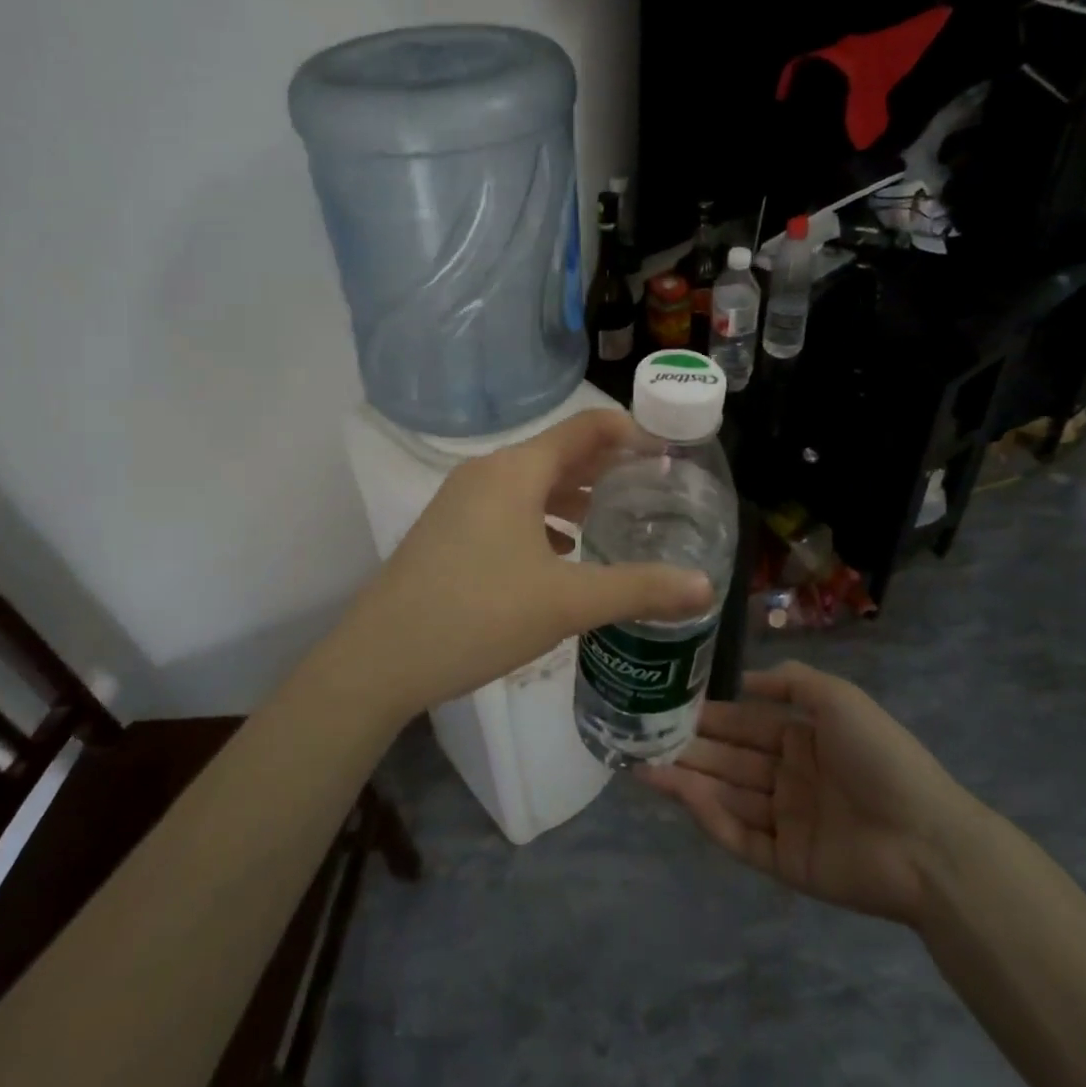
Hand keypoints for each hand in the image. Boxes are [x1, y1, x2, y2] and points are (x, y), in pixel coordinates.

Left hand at [328, 408, 714, 721]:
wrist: (380, 658)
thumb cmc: (479, 615)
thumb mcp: (566, 603)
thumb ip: (638, 589)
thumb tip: (705, 588)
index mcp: (516, 470)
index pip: (585, 428)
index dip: (630, 432)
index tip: (667, 452)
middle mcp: (487, 472)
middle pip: (558, 453)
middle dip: (606, 468)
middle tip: (651, 490)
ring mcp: (461, 500)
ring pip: (531, 483)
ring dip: (573, 495)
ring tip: (612, 520)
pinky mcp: (448, 529)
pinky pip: (508, 508)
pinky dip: (542, 518)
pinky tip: (561, 553)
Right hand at [639, 661, 977, 926]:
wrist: (926, 839)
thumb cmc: (879, 756)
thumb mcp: (839, 698)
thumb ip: (791, 682)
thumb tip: (743, 679)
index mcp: (803, 739)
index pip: (744, 723)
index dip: (709, 715)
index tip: (668, 704)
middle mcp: (789, 777)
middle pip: (729, 760)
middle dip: (688, 747)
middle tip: (641, 737)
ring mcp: (786, 821)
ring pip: (726, 795)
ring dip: (687, 779)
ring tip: (643, 765)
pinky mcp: (785, 862)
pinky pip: (739, 836)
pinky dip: (709, 816)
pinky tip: (681, 794)